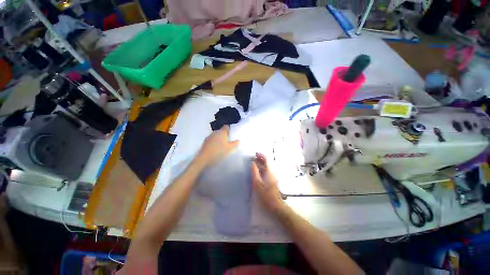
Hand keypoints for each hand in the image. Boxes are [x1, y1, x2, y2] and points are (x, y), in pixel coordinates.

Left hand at [196, 125, 238, 166]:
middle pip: (221, 131)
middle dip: (225, 135)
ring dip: (219, 139)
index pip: (226, 127)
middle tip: (229, 141)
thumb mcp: (230, 149)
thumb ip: (235, 144)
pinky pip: (212, 140)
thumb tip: (238, 140)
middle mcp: (215, 132)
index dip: (229, 129)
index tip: (232, 134)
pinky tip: (216, 149)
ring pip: (216, 136)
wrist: (204, 158)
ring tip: (222, 146)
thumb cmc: (219, 152)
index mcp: (221, 132)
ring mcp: (209, 137)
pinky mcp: (205, 142)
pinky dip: (214, 143)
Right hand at [251, 153, 283, 210]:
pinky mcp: (271, 180)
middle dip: (259, 159)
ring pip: (265, 167)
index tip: (254, 154)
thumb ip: (254, 171)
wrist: (275, 205)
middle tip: (251, 159)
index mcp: (269, 171)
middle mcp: (271, 171)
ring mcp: (272, 176)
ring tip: (252, 164)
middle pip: (266, 162)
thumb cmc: (265, 194)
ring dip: (259, 163)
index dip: (260, 155)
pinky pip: (265, 171)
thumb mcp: (257, 183)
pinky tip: (255, 171)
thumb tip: (252, 162)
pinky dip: (260, 169)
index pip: (266, 159)